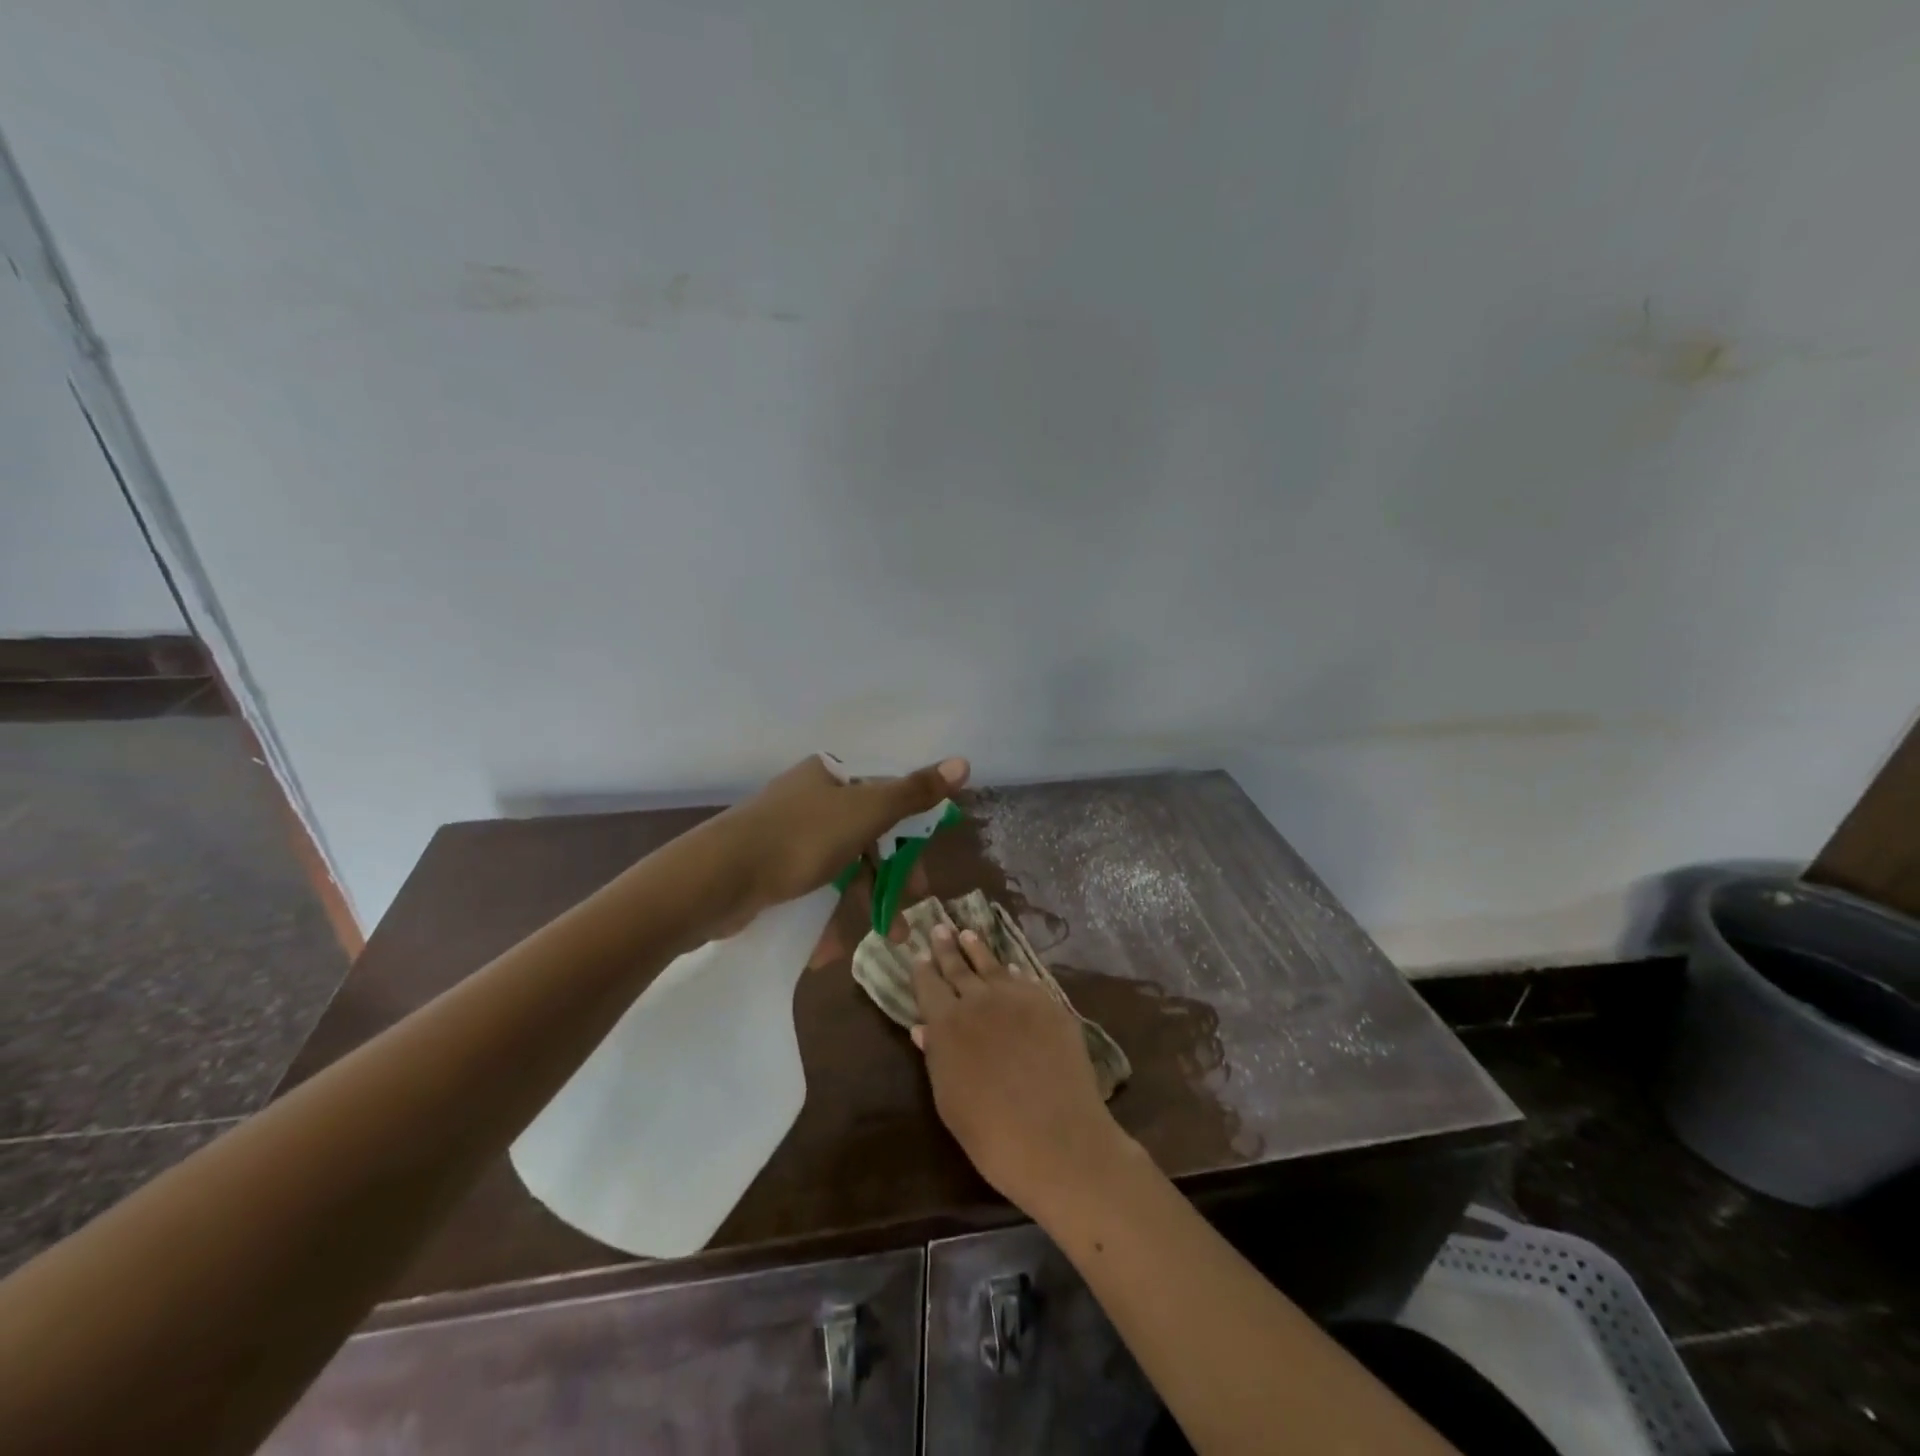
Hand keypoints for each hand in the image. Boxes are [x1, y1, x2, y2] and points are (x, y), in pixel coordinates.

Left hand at [716, 754, 968, 921]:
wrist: (715, 879)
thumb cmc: (800, 838)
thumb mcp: (866, 811)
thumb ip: (914, 792)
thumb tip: (963, 762)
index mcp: (832, 775)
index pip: (887, 795)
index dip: (912, 831)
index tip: (925, 868)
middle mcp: (812, 798)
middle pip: (868, 832)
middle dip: (892, 873)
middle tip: (910, 907)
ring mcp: (789, 834)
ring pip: (844, 863)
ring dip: (867, 898)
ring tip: (885, 937)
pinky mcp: (771, 868)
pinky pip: (814, 885)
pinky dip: (831, 910)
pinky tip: (836, 944)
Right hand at [911, 923, 1137, 1216]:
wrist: (1057, 1139)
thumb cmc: (991, 1134)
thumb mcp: (949, 1100)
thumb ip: (936, 1057)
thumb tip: (923, 1028)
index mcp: (947, 1024)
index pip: (928, 986)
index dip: (923, 971)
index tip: (919, 956)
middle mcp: (979, 1001)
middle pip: (958, 968)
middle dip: (947, 948)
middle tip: (940, 928)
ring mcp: (1018, 998)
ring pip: (992, 965)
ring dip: (977, 949)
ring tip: (968, 933)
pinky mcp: (1050, 1005)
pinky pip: (1026, 980)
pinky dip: (1014, 972)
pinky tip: (1010, 967)